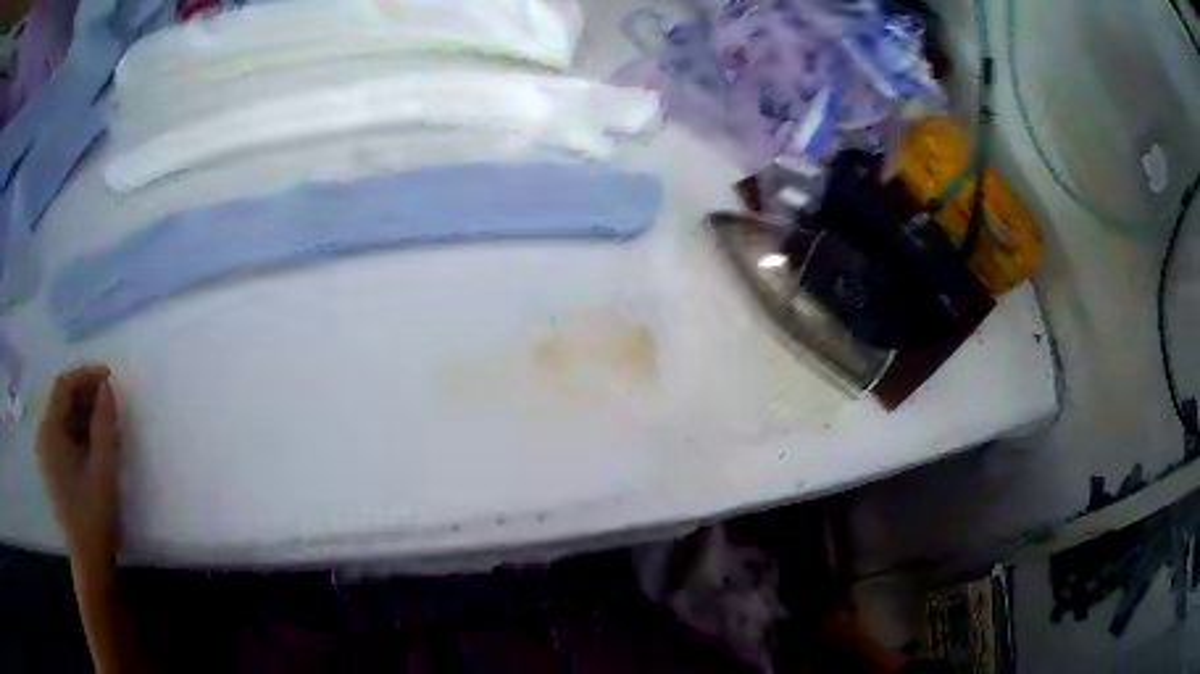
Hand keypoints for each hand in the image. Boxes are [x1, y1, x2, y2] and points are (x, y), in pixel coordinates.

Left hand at [37, 366, 120, 567]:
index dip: (86, 375)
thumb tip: (107, 387)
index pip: (63, 386)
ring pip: (64, 420)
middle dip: (86, 394)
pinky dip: (80, 432)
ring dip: (84, 413)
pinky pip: (64, 437)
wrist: (90, 563)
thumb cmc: (94, 516)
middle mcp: (43, 437)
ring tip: (107, 420)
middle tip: (111, 399)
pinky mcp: (54, 471)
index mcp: (49, 433)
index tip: (110, 377)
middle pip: (62, 401)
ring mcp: (47, 456)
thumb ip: (104, 425)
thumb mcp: (103, 469)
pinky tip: (96, 443)